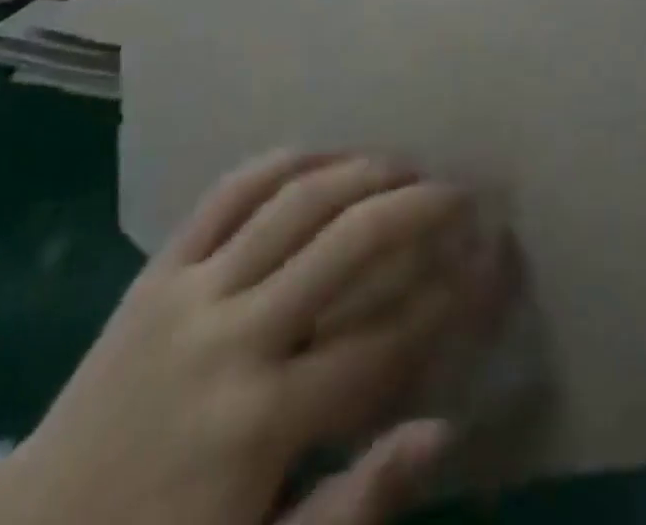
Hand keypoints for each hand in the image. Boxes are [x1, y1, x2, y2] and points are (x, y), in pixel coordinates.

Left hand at [0, 153, 506, 524]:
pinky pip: (230, 193)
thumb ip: (355, 506)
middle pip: (349, 244)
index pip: (384, 339)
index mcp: (262, 423)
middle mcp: (235, 338)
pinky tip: (326, 155)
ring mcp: (192, 292)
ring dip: (362, 171)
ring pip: (296, 201)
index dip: (447, 298)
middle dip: (418, 210)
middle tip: (461, 195)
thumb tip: (444, 429)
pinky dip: (286, 162)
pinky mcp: (159, 269)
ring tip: (407, 165)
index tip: (487, 266)